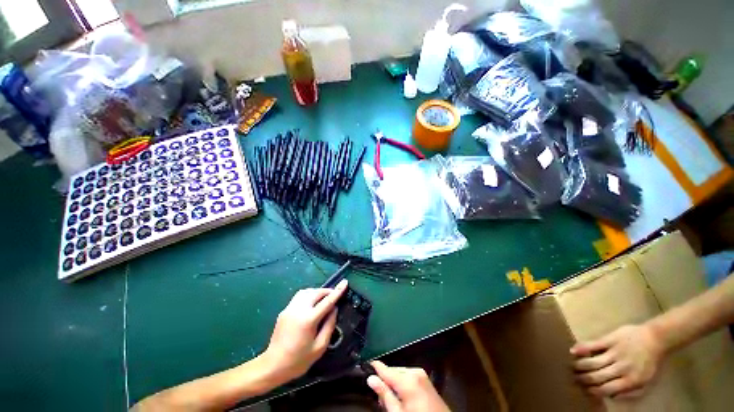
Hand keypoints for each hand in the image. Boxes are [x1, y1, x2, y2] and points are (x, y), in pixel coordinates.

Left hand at [263, 280, 347, 381]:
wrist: (272, 366)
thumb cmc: (298, 360)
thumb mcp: (319, 347)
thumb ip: (329, 326)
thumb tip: (334, 309)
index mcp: (309, 319)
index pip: (327, 301)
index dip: (338, 291)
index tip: (345, 282)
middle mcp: (299, 309)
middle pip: (317, 292)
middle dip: (327, 291)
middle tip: (334, 296)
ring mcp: (290, 308)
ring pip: (307, 291)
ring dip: (317, 292)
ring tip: (323, 299)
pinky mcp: (285, 310)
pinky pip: (299, 296)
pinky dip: (308, 295)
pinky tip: (311, 303)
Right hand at [366, 361, 449, 411]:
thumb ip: (384, 394)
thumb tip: (371, 378)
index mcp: (407, 379)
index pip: (386, 369)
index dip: (374, 366)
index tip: (366, 365)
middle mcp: (414, 371)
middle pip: (393, 371)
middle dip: (385, 379)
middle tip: (378, 393)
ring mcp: (422, 374)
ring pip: (401, 373)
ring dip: (394, 381)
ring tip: (390, 396)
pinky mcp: (426, 379)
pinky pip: (409, 376)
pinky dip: (403, 382)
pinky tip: (401, 394)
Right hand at [571, 324, 664, 397]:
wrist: (655, 338)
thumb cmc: (650, 362)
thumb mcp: (646, 381)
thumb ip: (631, 390)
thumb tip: (612, 396)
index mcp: (631, 380)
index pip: (607, 389)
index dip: (594, 390)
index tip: (585, 389)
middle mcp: (622, 368)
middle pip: (597, 376)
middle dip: (583, 378)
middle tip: (574, 378)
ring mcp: (615, 353)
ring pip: (593, 362)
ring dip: (580, 365)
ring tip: (572, 366)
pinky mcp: (610, 340)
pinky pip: (593, 345)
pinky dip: (582, 348)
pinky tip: (573, 351)